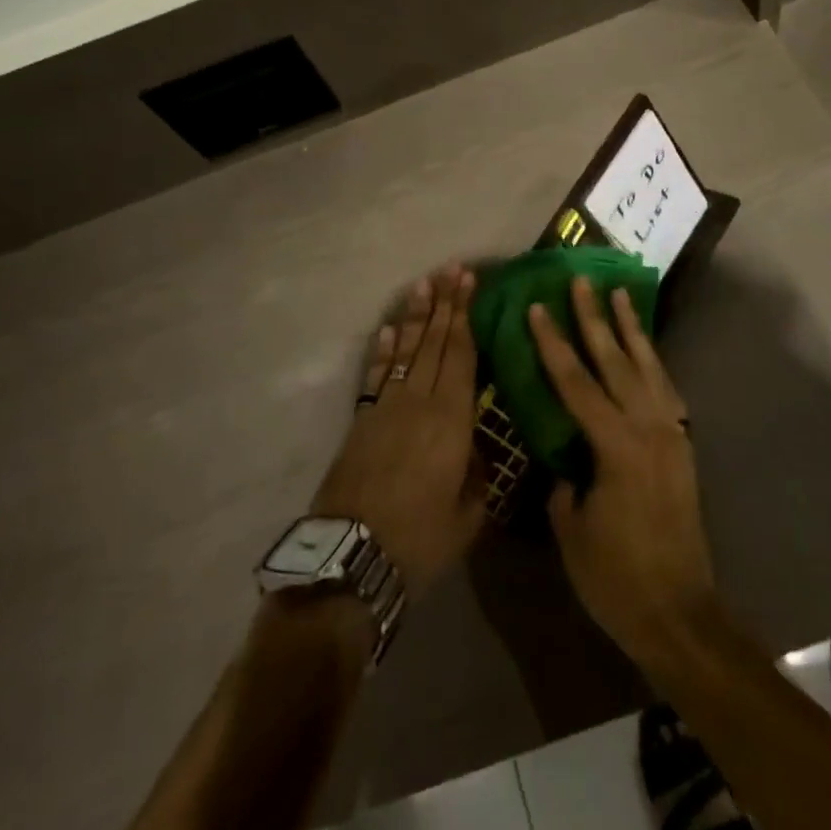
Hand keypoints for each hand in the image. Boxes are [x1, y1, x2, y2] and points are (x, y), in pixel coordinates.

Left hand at [313, 265, 486, 598]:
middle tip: (451, 270)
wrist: (352, 560)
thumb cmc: (420, 539)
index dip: (465, 317)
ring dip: (413, 317)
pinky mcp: (361, 422)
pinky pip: (375, 376)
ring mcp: (385, 408)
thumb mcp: (468, 514)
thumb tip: (478, 449)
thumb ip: (479, 475)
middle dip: (443, 304)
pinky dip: (381, 352)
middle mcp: (418, 401)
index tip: (469, 284)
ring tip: (422, 285)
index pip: (460, 354)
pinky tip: (386, 332)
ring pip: (404, 351)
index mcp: (451, 419)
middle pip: (433, 342)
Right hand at [528, 277, 717, 661]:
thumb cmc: (616, 578)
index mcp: (616, 446)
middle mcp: (648, 429)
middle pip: (616, 362)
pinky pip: (666, 392)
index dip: (554, 344)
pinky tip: (645, 351)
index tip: (539, 308)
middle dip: (595, 318)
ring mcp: (671, 435)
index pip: (576, 383)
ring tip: (619, 295)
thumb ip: (565, 482)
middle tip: (581, 281)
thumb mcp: (572, 530)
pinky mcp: (683, 448)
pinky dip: (653, 364)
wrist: (680, 615)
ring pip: (648, 368)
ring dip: (631, 330)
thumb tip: (564, 459)